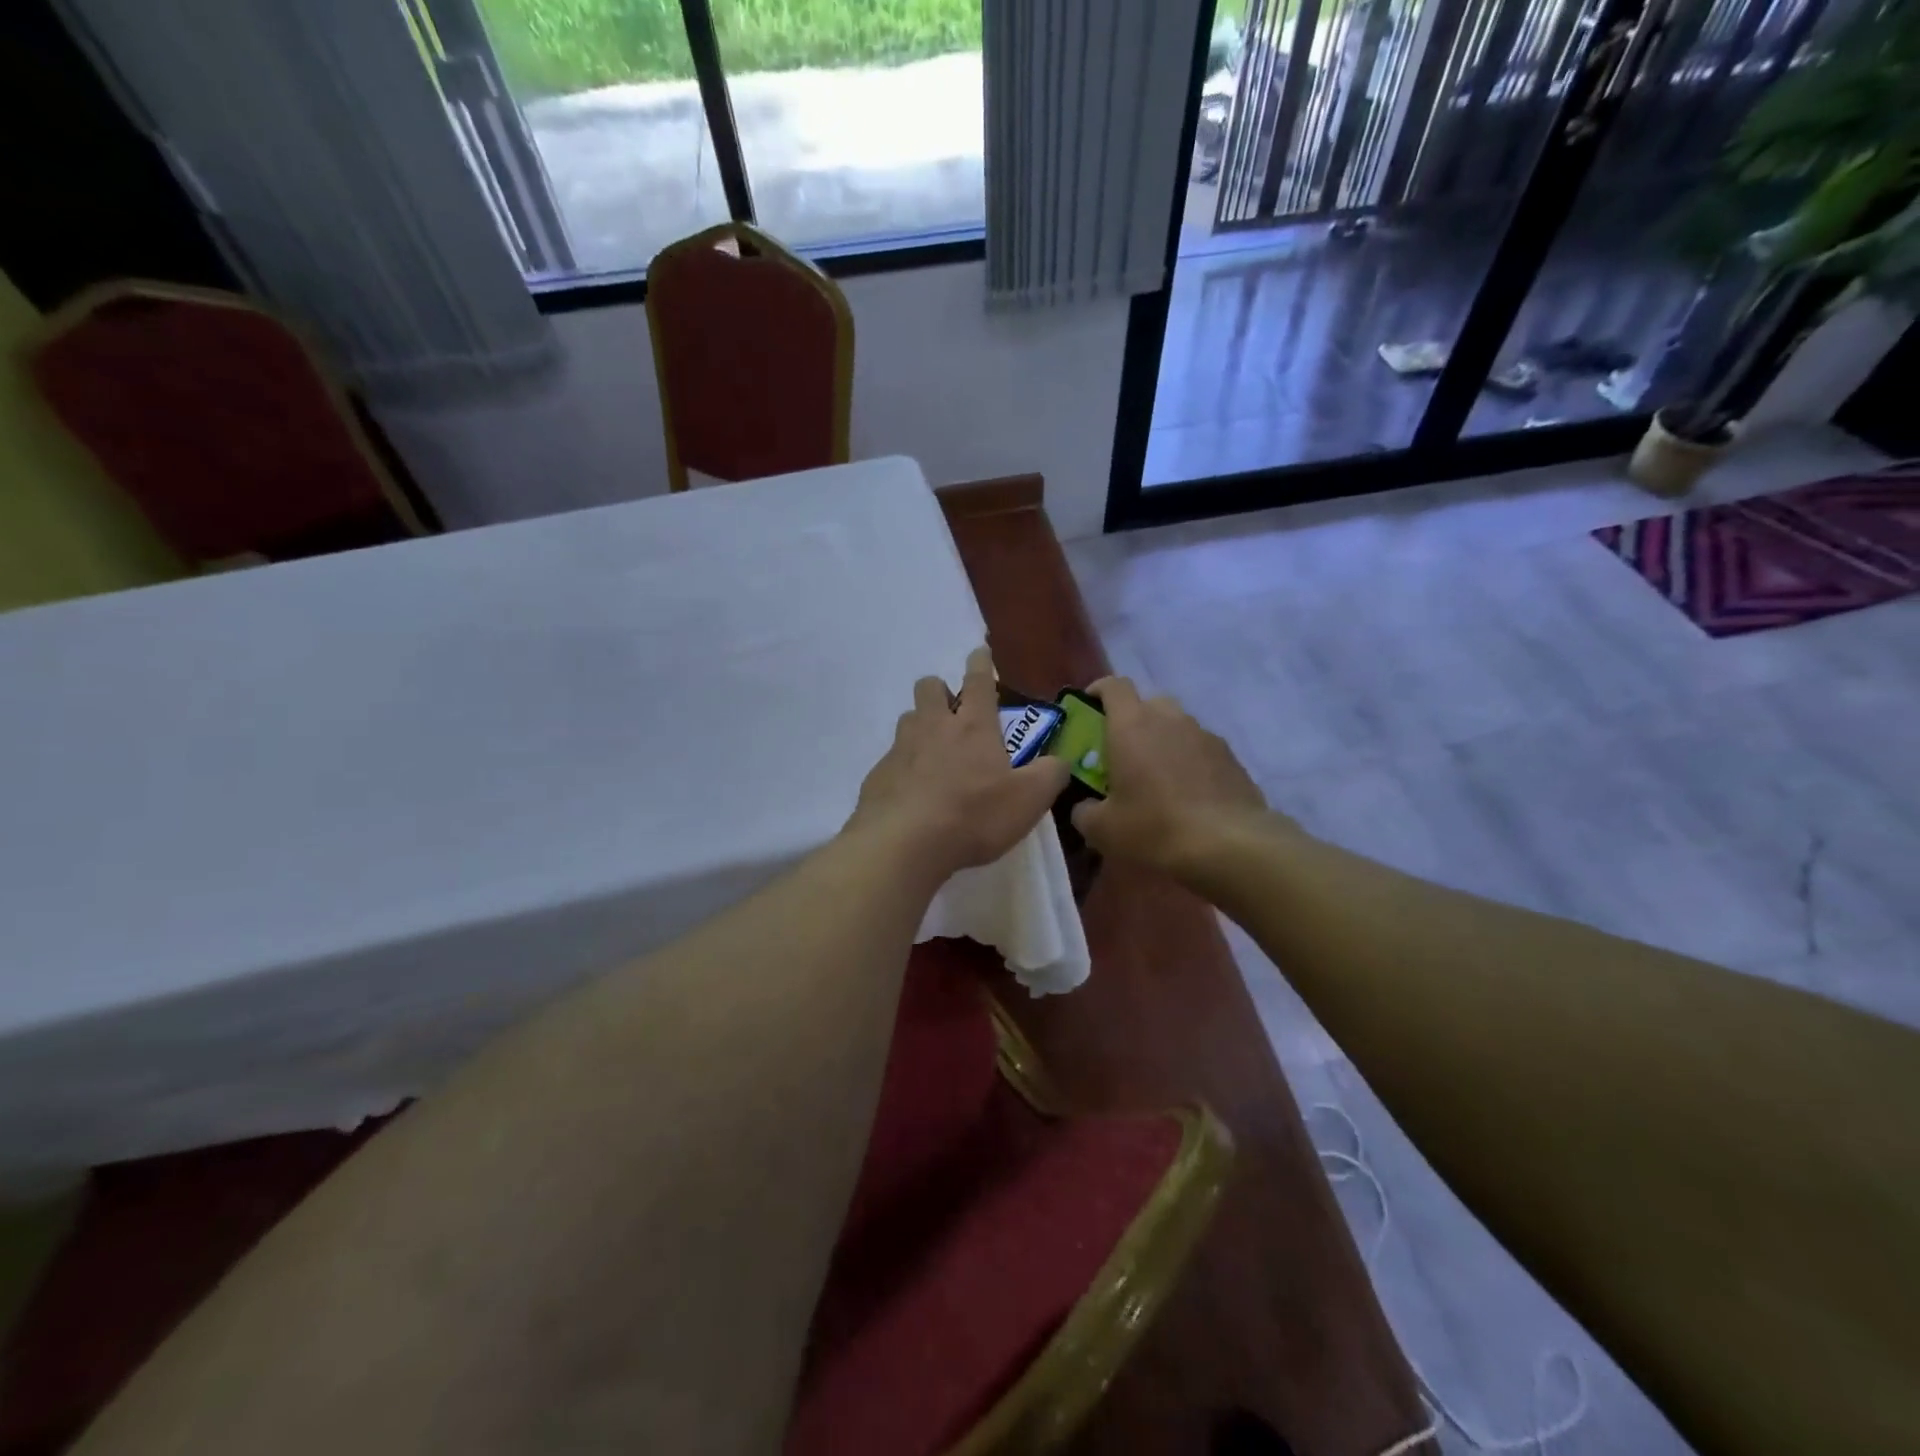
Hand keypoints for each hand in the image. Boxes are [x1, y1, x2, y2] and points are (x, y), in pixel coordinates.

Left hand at [849, 647, 1070, 880]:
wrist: (903, 844)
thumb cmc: (973, 815)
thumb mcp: (1028, 800)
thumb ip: (1050, 776)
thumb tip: (1060, 761)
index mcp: (973, 727)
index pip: (978, 680)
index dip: (980, 663)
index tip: (980, 653)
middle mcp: (933, 727)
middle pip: (929, 687)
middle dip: (940, 690)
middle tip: (953, 713)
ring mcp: (900, 750)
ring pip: (908, 720)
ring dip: (921, 727)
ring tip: (934, 754)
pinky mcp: (878, 776)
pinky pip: (892, 759)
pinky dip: (904, 767)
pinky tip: (913, 794)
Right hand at [1069, 677, 1271, 877]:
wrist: (1231, 845)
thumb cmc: (1155, 828)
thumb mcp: (1103, 829)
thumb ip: (1084, 811)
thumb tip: (1084, 806)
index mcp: (1131, 725)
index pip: (1113, 686)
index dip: (1097, 692)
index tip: (1088, 711)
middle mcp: (1169, 719)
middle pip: (1147, 703)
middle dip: (1132, 721)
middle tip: (1121, 754)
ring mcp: (1204, 735)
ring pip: (1176, 726)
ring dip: (1162, 742)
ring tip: (1157, 779)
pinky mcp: (1231, 757)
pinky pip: (1200, 749)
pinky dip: (1189, 762)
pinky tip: (1188, 795)